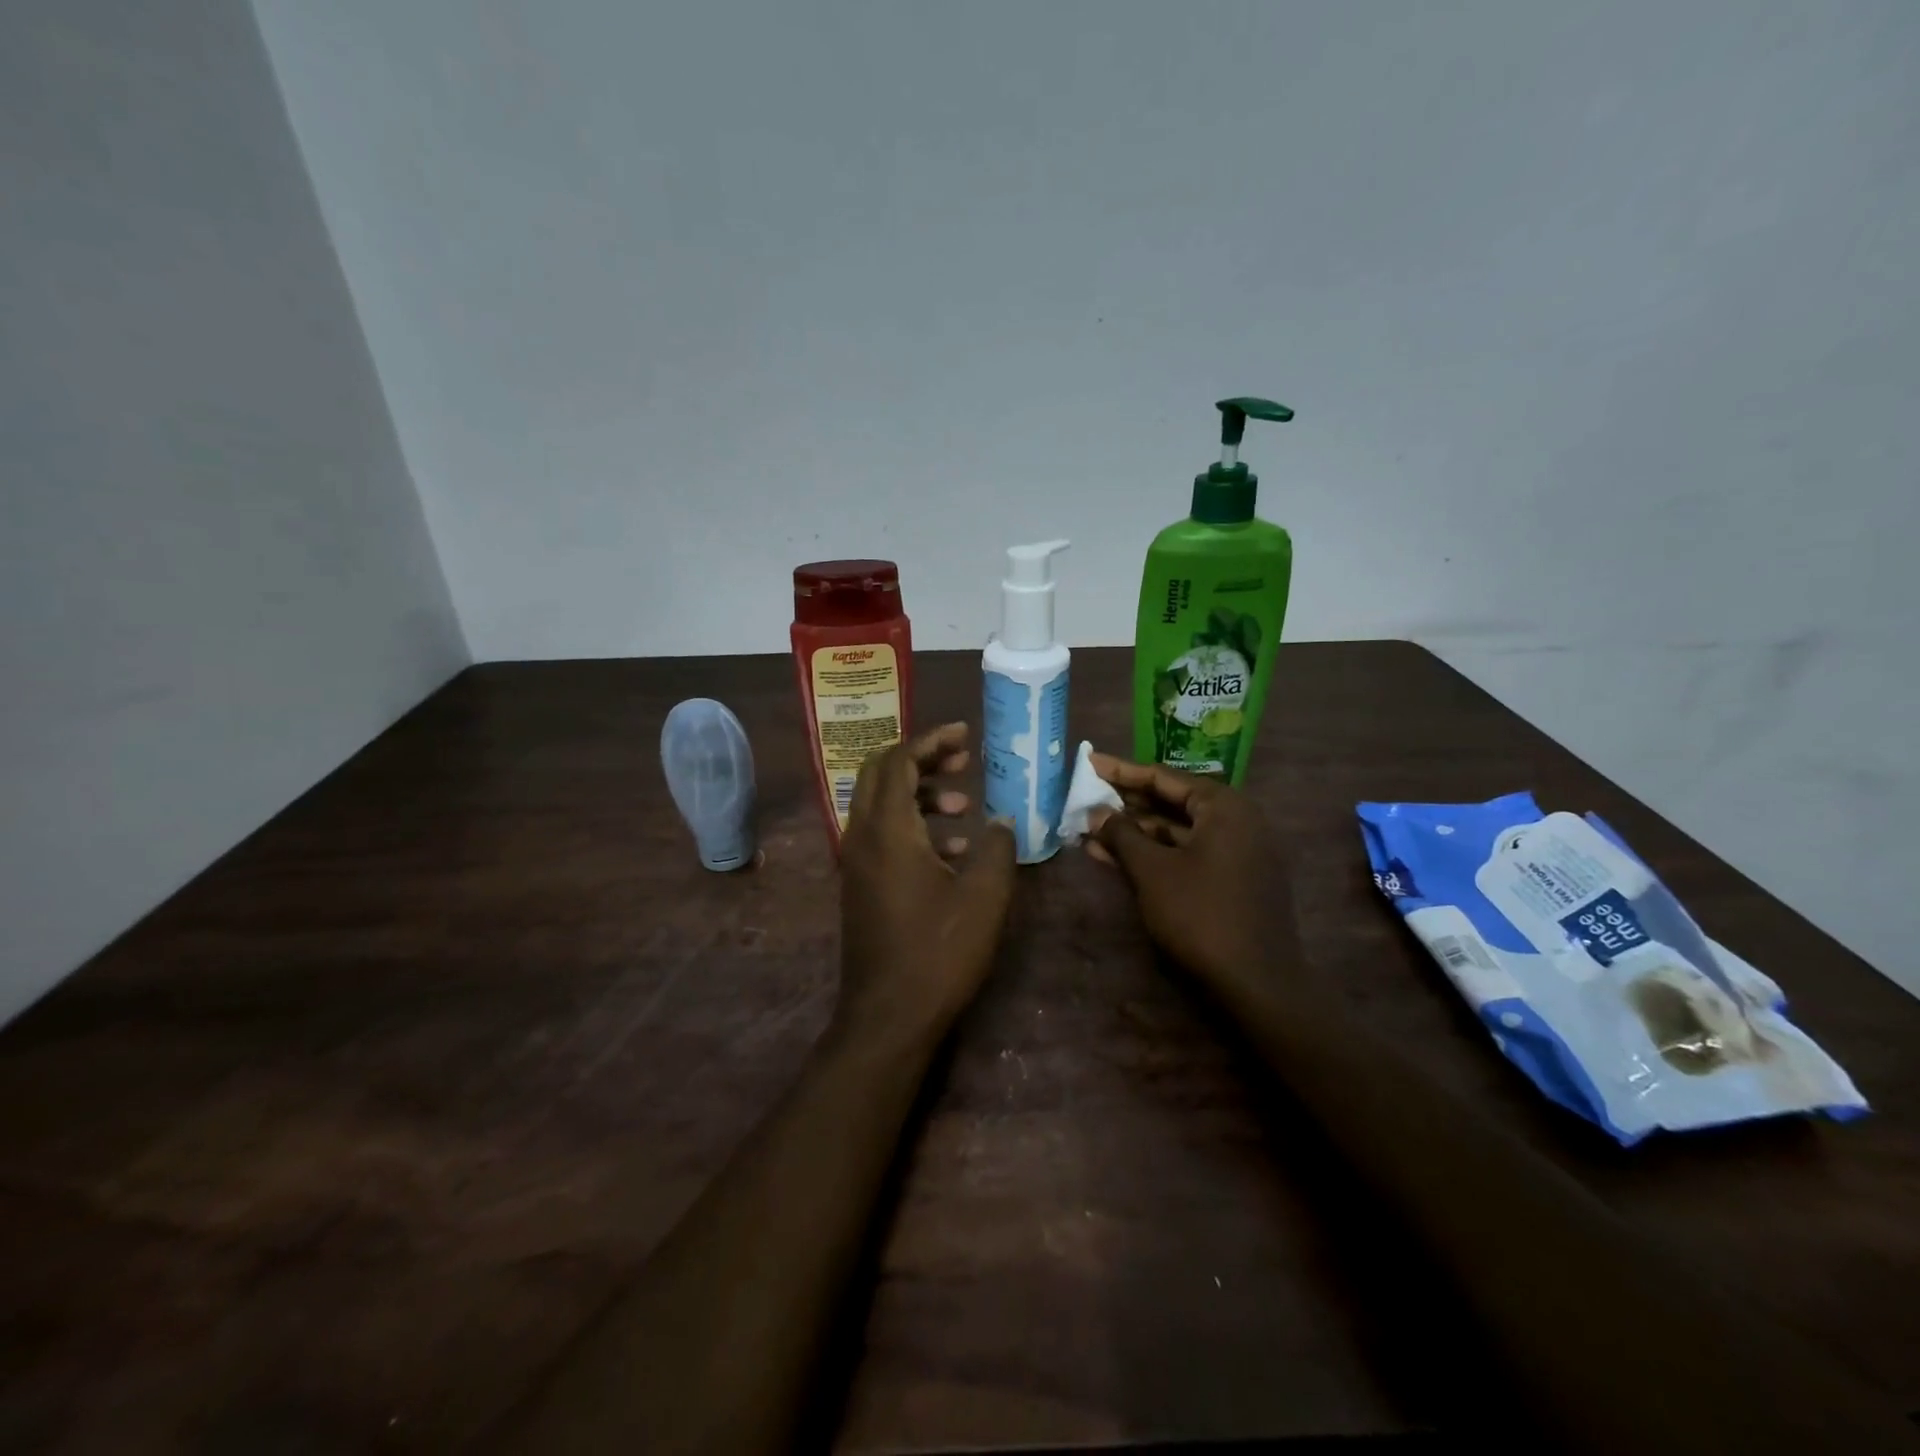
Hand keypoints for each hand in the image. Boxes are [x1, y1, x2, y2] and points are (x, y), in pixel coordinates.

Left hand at [835, 723, 1016, 1051]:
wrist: (889, 1016)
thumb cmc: (939, 951)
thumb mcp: (984, 896)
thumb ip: (997, 847)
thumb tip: (1001, 820)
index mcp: (887, 829)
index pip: (899, 760)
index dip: (932, 740)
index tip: (965, 734)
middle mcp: (861, 836)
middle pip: (881, 774)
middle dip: (922, 759)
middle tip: (963, 760)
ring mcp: (856, 862)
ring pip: (882, 806)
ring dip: (920, 794)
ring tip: (964, 806)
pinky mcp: (860, 886)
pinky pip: (882, 836)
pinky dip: (913, 826)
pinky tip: (952, 850)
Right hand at [1086, 756, 1303, 1007]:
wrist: (1257, 983)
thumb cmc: (1201, 914)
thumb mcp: (1152, 871)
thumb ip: (1121, 834)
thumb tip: (1095, 813)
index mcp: (1224, 806)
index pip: (1163, 777)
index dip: (1121, 771)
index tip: (1089, 762)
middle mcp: (1236, 821)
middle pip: (1171, 802)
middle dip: (1125, 804)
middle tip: (1085, 798)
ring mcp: (1236, 852)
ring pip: (1176, 832)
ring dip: (1134, 833)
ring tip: (1089, 831)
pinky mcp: (1232, 881)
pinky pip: (1186, 855)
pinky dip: (1153, 855)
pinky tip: (1114, 858)